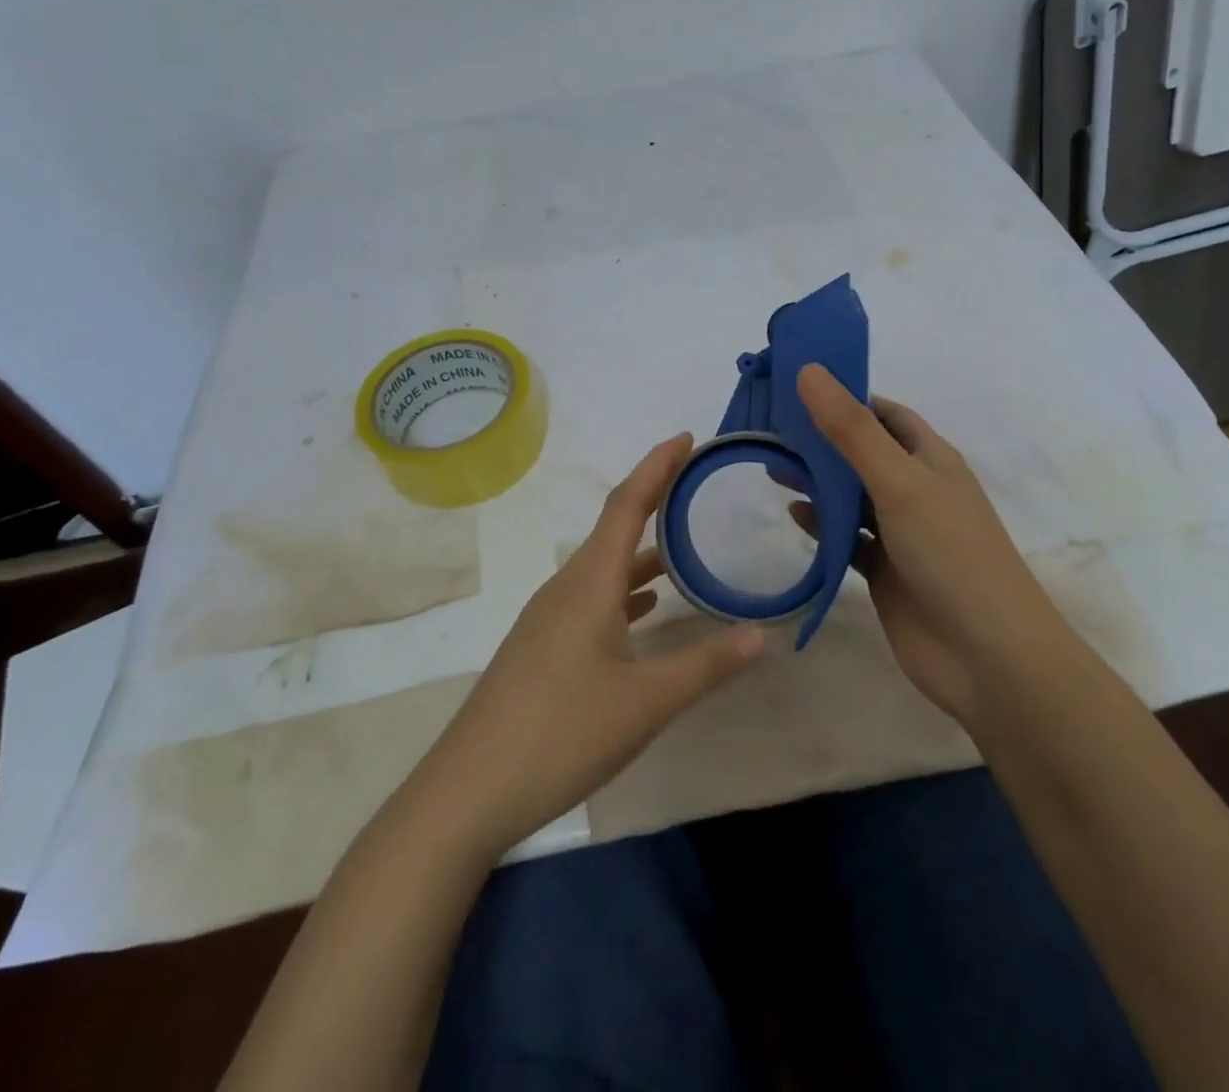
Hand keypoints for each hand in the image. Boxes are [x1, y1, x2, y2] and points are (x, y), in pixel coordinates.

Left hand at [410, 434, 765, 860]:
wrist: (468, 791)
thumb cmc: (560, 733)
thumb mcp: (645, 702)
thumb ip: (705, 665)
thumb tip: (759, 634)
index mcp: (589, 583)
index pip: (627, 505)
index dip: (656, 466)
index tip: (685, 438)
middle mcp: (565, 588)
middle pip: (614, 528)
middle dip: (653, 500)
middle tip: (693, 483)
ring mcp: (548, 618)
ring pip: (603, 568)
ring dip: (641, 551)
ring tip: (682, 548)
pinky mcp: (542, 647)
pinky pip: (591, 599)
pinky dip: (624, 591)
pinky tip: (645, 611)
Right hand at [794, 364, 1073, 730]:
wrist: (986, 655)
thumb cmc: (950, 553)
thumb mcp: (898, 481)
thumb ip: (850, 430)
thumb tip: (809, 370)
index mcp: (930, 459)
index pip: (884, 414)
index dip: (845, 396)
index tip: (796, 387)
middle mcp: (916, 490)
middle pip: (861, 453)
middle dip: (820, 440)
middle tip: (770, 430)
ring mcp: (901, 533)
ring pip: (851, 496)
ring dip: (817, 482)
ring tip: (772, 469)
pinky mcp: (884, 571)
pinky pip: (847, 538)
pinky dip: (822, 525)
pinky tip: (795, 517)